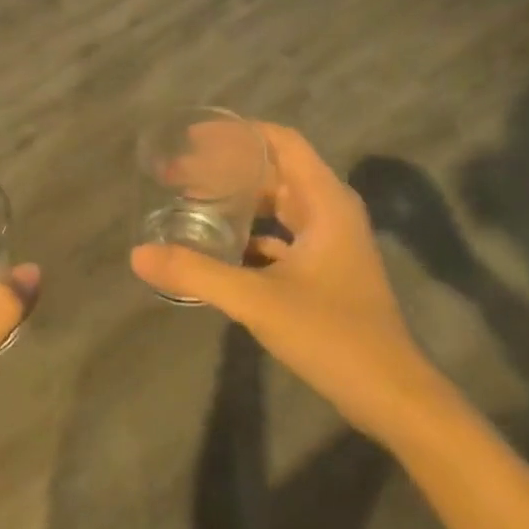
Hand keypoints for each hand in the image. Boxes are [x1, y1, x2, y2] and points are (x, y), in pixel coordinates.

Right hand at [130, 124, 454, 441]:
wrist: (390, 395)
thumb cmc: (333, 335)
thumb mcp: (258, 300)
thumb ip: (197, 274)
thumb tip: (138, 255)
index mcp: (326, 202)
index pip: (282, 143)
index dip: (238, 134)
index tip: (192, 138)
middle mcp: (330, 213)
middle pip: (275, 171)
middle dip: (227, 167)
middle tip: (177, 173)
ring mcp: (329, 244)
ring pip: (277, 205)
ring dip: (237, 200)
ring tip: (190, 201)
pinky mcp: (323, 272)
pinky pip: (279, 237)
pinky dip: (248, 234)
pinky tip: (216, 245)